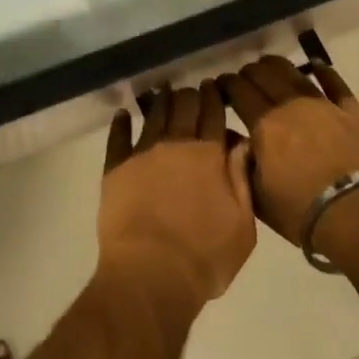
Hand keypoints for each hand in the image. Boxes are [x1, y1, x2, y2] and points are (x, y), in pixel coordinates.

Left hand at [97, 86, 255, 315]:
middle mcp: (175, 144)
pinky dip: (121, 123)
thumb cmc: (204, 258)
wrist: (151, 273)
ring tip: (162, 90)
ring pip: (154, 115)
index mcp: (209, 155)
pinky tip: (123, 114)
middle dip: (189, 95)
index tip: (212, 85)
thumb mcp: (242, 227)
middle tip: (190, 89)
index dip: (213, 97)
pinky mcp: (116, 167)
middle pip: (184, 108)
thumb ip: (242, 181)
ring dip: (159, 100)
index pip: (213, 115)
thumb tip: (242, 143)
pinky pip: (118, 137)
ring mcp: (143, 152)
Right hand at [215, 55, 358, 264]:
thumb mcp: (258, 197)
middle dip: (248, 73)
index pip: (238, 91)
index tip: (219, 84)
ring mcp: (323, 105)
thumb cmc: (304, 213)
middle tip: (242, 79)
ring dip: (276, 65)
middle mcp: (290, 106)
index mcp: (264, 125)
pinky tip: (316, 66)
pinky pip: (335, 83)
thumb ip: (240, 163)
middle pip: (263, 75)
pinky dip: (323, 72)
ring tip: (268, 66)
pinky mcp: (352, 112)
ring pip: (294, 72)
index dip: (226, 84)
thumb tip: (231, 138)